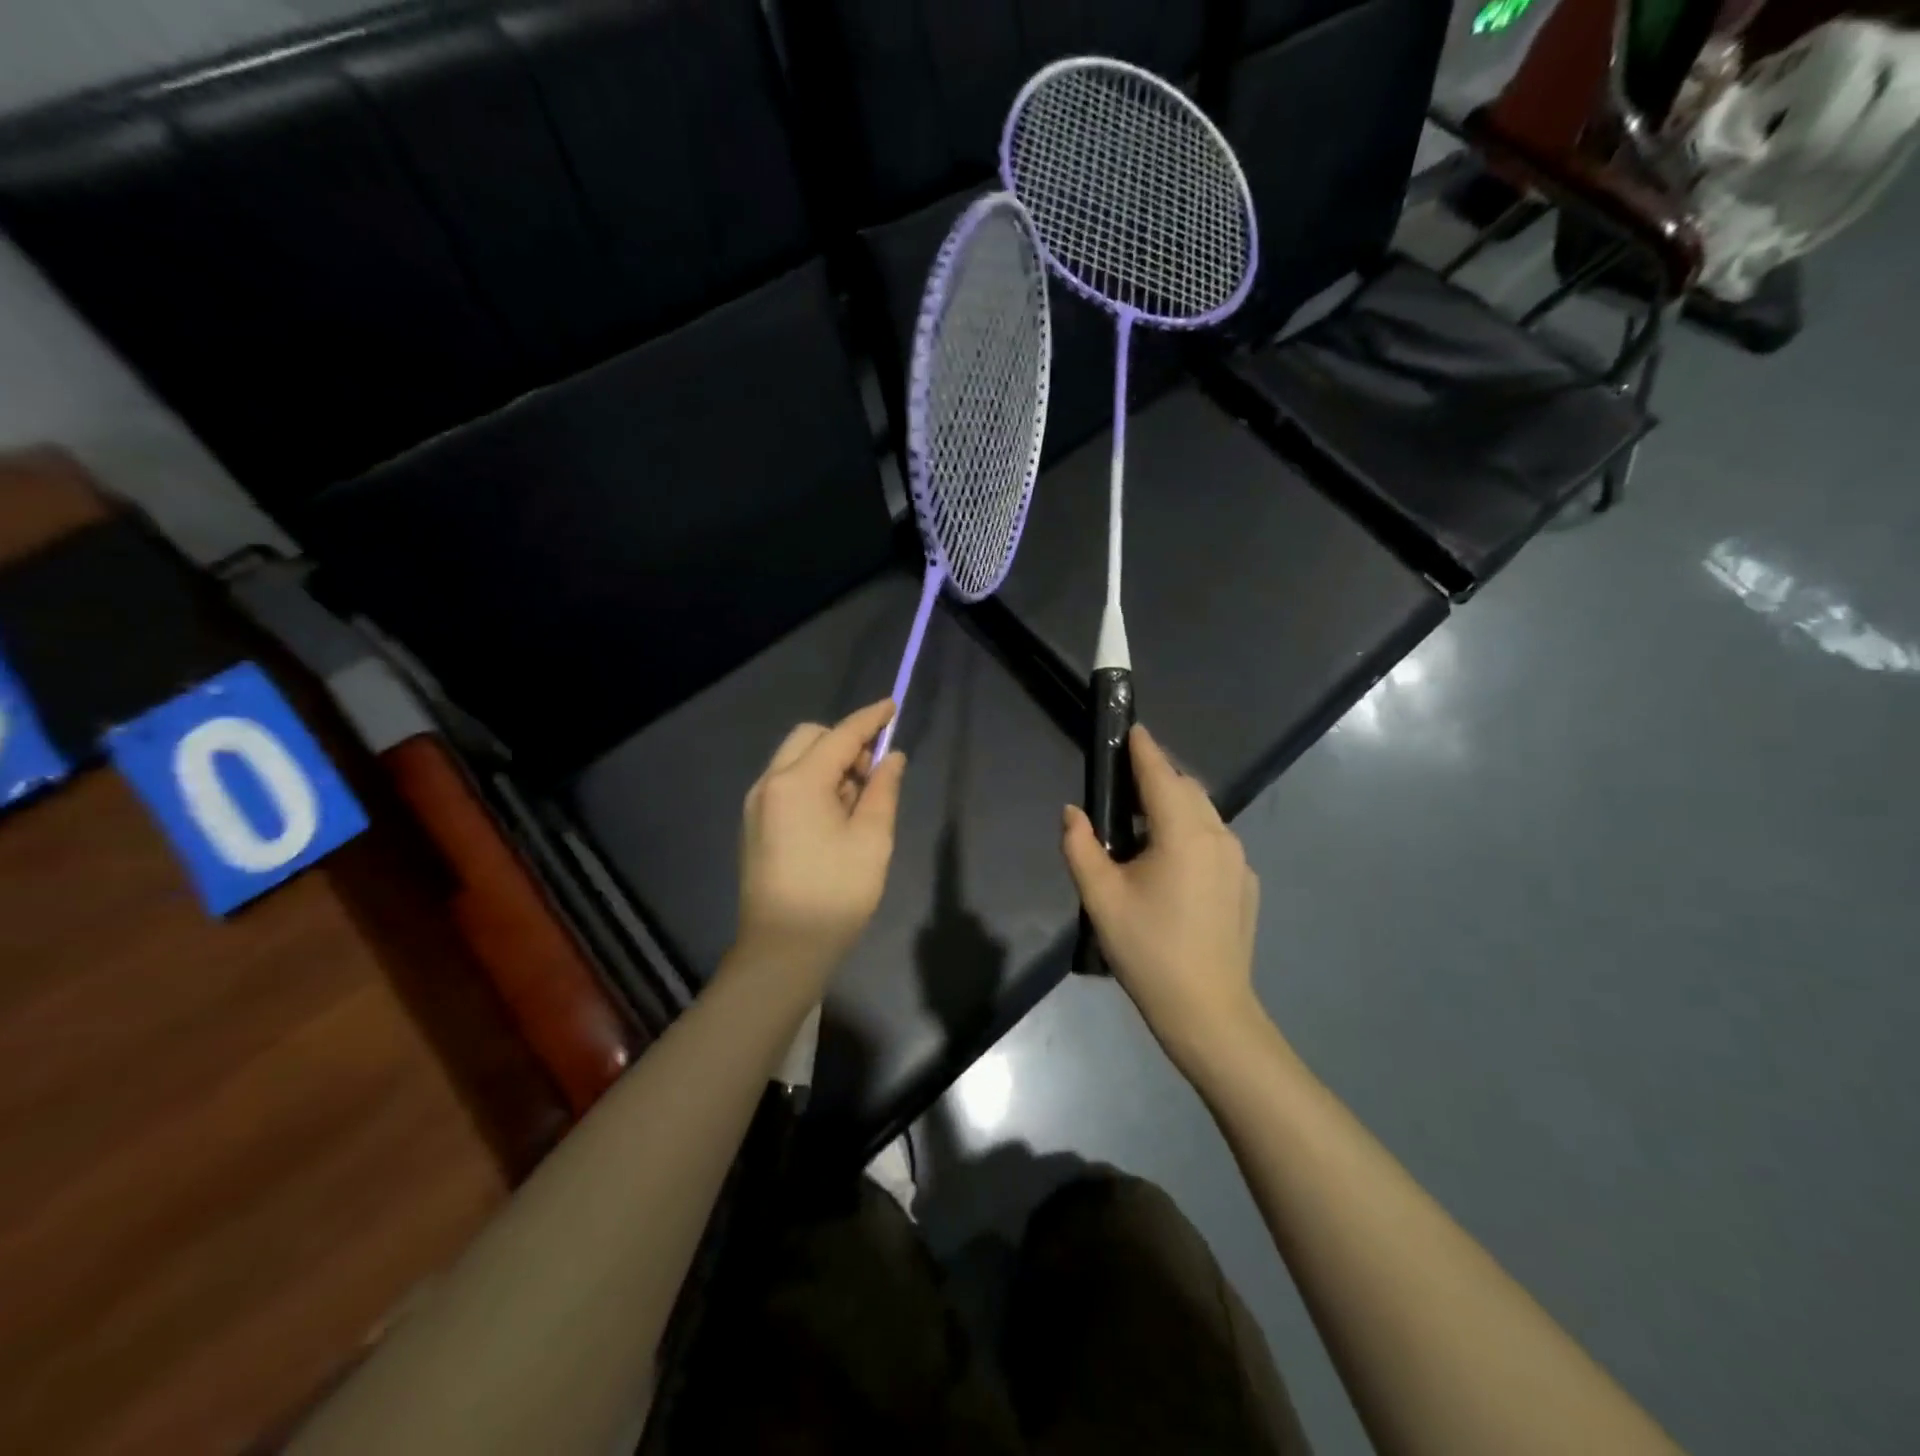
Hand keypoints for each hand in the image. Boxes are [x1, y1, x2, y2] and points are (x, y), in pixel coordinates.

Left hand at [735, 699, 906, 991]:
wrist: (782, 950)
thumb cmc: (835, 893)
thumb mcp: (872, 840)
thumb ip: (883, 790)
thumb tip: (891, 757)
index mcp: (799, 783)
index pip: (841, 736)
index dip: (870, 719)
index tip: (893, 705)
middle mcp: (770, 783)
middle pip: (810, 739)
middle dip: (845, 742)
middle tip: (874, 773)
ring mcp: (757, 805)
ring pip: (796, 761)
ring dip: (829, 765)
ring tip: (857, 802)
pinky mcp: (754, 825)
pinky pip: (786, 785)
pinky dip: (813, 784)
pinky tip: (833, 817)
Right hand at [1062, 724, 1264, 1073]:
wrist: (1209, 1012)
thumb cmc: (1149, 952)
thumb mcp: (1101, 899)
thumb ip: (1081, 847)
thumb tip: (1073, 812)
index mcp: (1183, 833)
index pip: (1160, 774)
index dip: (1143, 748)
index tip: (1131, 728)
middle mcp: (1218, 836)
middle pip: (1186, 789)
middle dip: (1157, 777)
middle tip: (1123, 787)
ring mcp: (1238, 860)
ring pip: (1204, 813)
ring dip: (1174, 806)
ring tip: (1142, 827)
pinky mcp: (1246, 883)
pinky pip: (1215, 840)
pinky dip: (1191, 833)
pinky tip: (1171, 865)